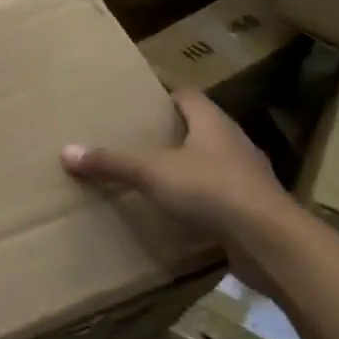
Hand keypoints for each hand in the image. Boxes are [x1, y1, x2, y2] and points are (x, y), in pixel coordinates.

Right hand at [61, 90, 292, 289]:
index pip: (188, 95)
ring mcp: (249, 176)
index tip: (141, 103)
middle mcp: (234, 142)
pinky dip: (204, 199)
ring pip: (214, 162)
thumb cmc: (211, 190)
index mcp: (212, 122)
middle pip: (201, 127)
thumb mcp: (152, 173)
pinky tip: (183, 212)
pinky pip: (223, 195)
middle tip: (140, 139)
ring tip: (158, 176)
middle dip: (174, 132)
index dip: (165, 96)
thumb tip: (66, 152)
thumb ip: (111, 163)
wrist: (272, 242)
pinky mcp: (255, 209)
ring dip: (191, 167)